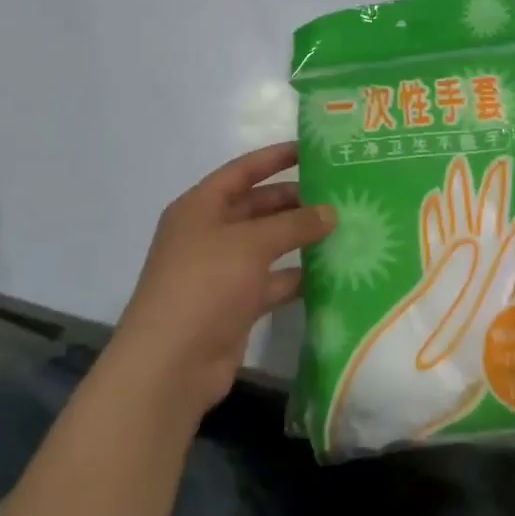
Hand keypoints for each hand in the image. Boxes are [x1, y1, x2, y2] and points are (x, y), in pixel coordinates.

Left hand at [107, 142, 334, 425]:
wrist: (170, 365)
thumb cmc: (205, 285)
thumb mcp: (251, 244)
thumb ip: (294, 224)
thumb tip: (331, 212)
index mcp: (200, 208)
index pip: (242, 171)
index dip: (275, 158)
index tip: (311, 150)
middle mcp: (209, 234)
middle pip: (257, 207)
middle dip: (295, 201)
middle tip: (338, 194)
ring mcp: (222, 272)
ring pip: (268, 245)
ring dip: (300, 239)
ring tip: (344, 228)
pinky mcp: (236, 305)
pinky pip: (272, 281)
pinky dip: (297, 276)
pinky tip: (333, 271)